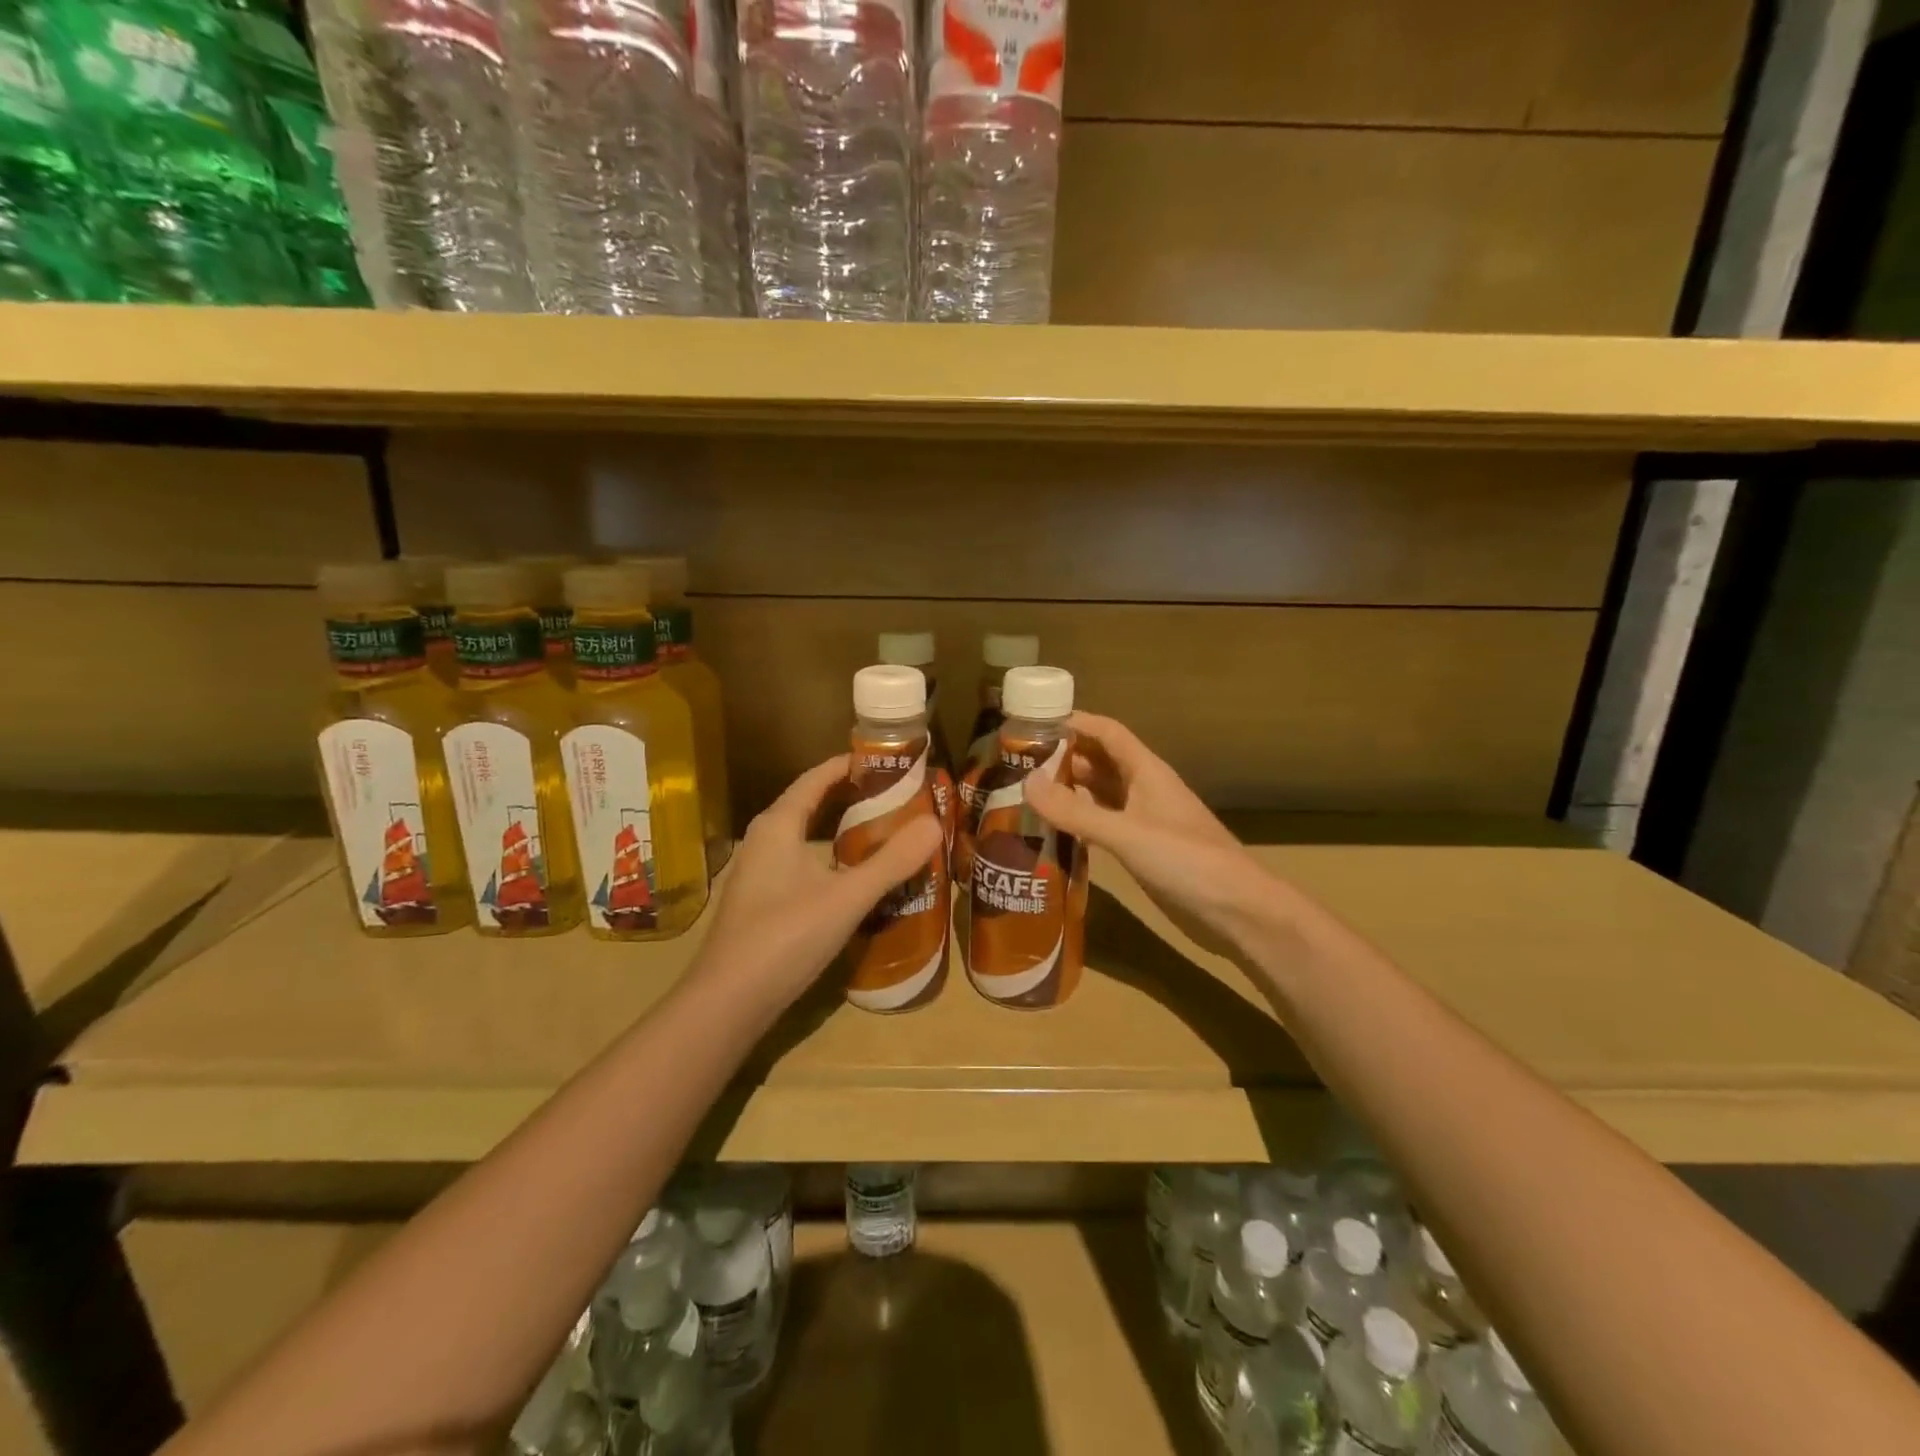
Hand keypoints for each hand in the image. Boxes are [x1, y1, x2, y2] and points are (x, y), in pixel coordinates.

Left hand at [691, 755, 945, 1007]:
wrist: (728, 1003)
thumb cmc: (785, 937)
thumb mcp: (846, 897)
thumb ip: (892, 861)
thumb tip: (934, 823)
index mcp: (778, 825)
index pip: (816, 778)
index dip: (848, 765)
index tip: (886, 760)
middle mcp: (764, 841)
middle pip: (811, 805)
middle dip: (851, 797)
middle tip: (896, 796)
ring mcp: (760, 874)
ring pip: (806, 838)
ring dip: (841, 831)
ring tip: (885, 832)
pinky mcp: (763, 903)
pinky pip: (803, 865)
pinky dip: (831, 860)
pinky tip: (856, 879)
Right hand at [1023, 713, 1273, 957]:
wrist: (1237, 911)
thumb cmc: (1187, 861)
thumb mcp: (1127, 834)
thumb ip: (1076, 812)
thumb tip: (1026, 783)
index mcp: (1146, 771)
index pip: (1107, 732)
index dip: (1073, 722)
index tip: (1032, 724)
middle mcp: (1144, 789)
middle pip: (1099, 761)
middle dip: (1063, 757)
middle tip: (1016, 764)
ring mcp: (1144, 820)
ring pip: (1100, 793)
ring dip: (1069, 789)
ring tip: (1025, 793)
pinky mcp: (1143, 849)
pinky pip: (1104, 824)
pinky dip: (1080, 821)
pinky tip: (1053, 830)